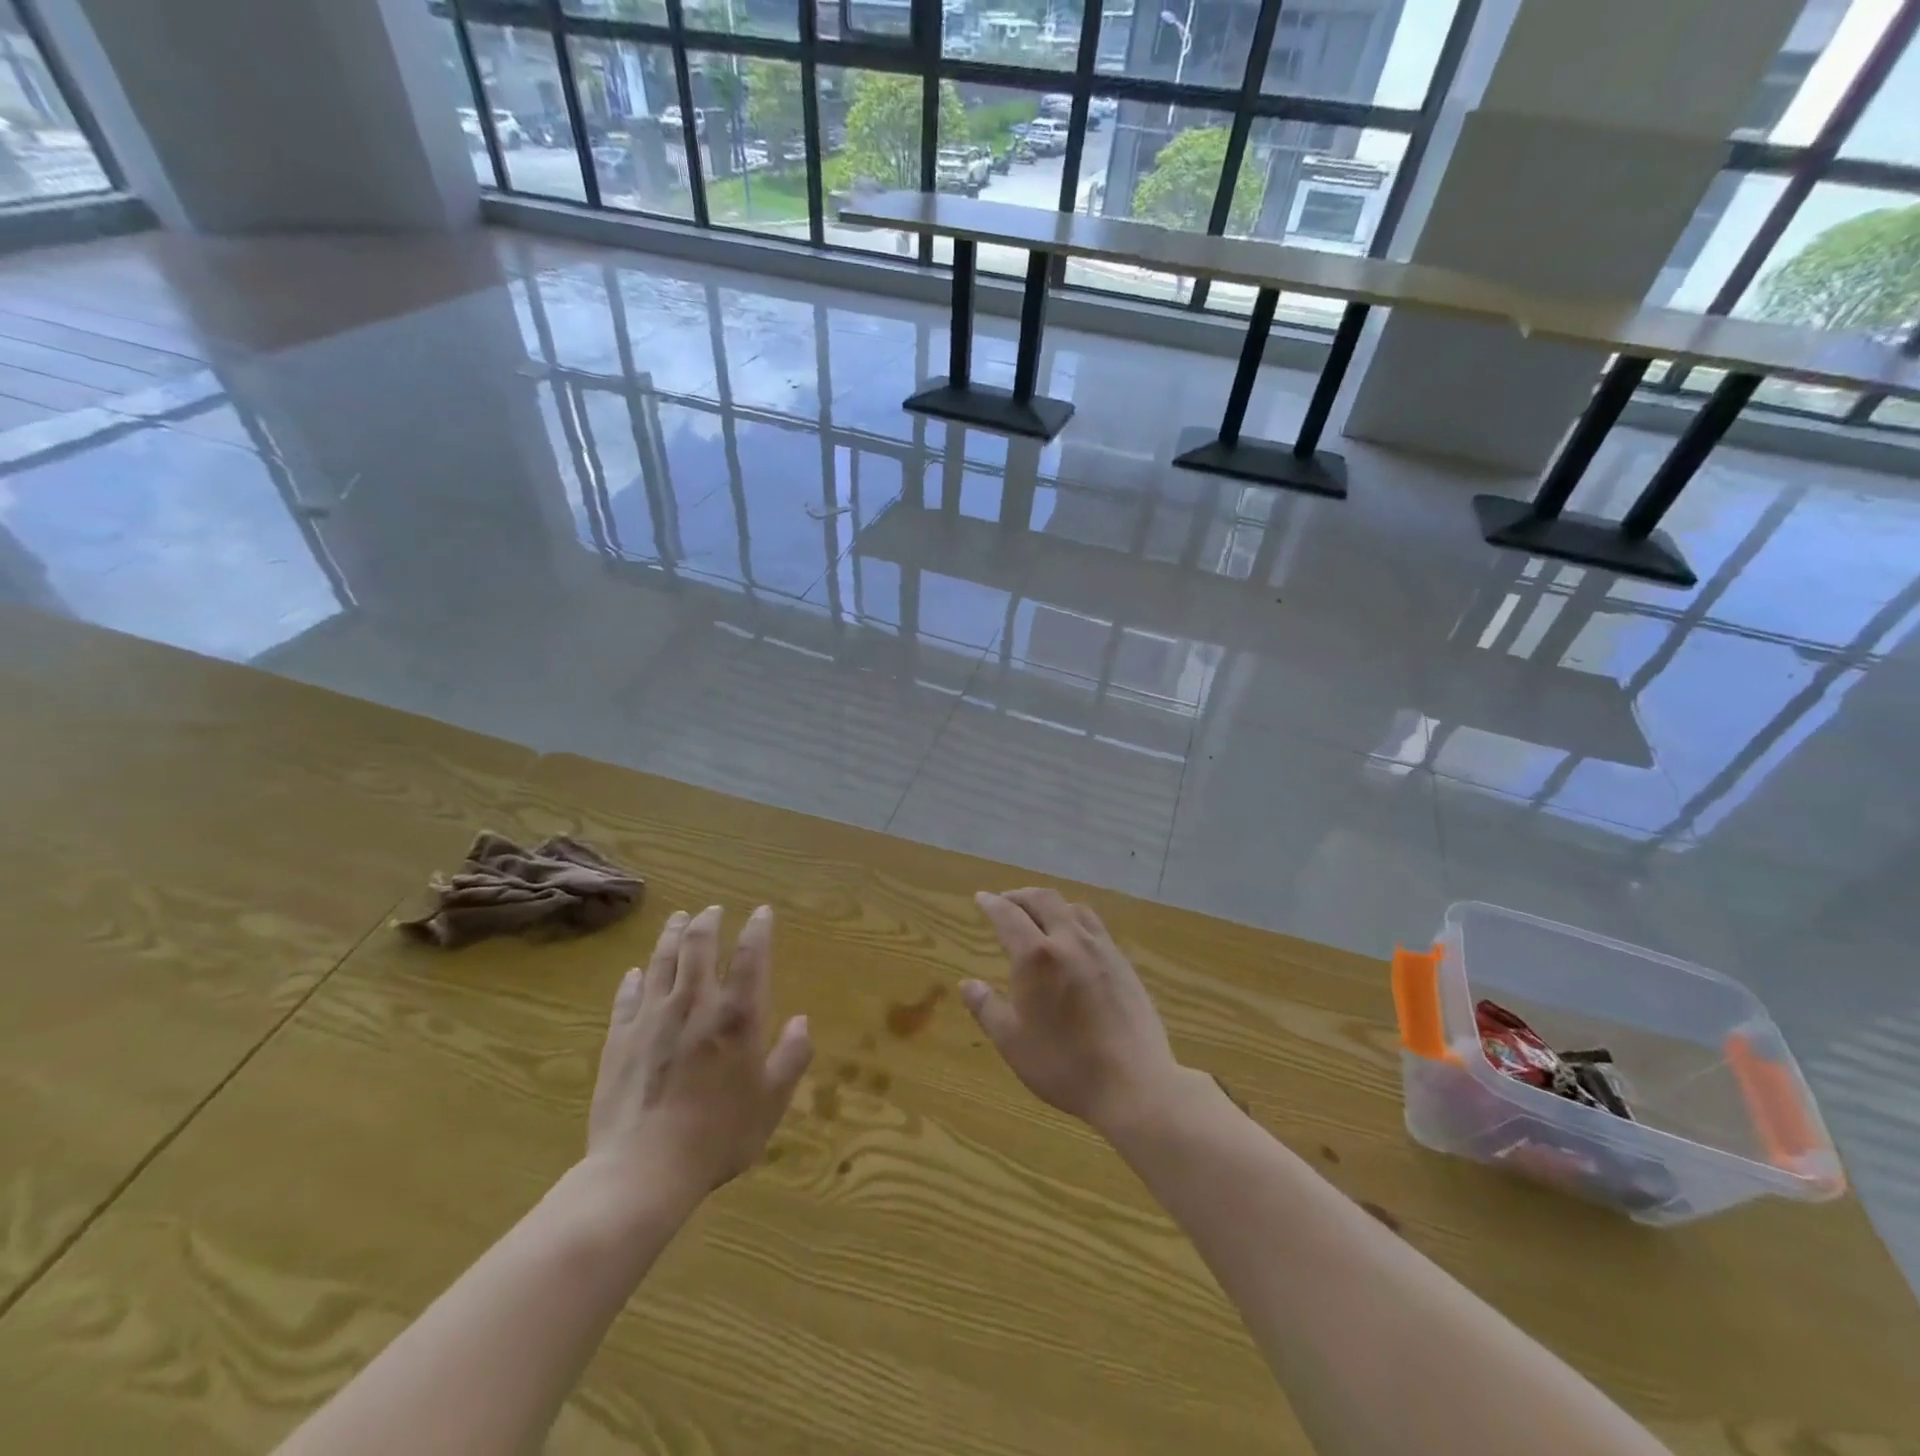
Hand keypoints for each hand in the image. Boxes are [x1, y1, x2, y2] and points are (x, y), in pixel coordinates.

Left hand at [587, 904, 811, 1200]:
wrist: (643, 1170)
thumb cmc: (719, 1135)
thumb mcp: (771, 1101)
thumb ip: (792, 1057)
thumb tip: (802, 1021)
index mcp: (736, 1015)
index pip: (751, 956)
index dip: (758, 929)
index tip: (762, 912)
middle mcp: (694, 1003)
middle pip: (699, 947)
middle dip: (708, 922)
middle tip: (713, 909)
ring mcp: (651, 1018)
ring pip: (662, 962)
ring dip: (672, 936)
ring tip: (679, 918)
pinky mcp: (619, 1039)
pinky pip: (627, 998)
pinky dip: (633, 980)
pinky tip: (635, 973)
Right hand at [962, 888, 1183, 1134]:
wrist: (1134, 1084)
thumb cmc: (1064, 1065)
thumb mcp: (1012, 1042)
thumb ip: (986, 1008)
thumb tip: (967, 984)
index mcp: (1037, 956)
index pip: (1009, 915)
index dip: (992, 904)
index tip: (981, 898)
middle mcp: (1069, 941)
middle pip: (1043, 900)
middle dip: (1020, 895)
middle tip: (1006, 901)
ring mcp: (1102, 949)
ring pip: (1073, 908)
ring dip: (1050, 904)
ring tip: (1039, 916)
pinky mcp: (1124, 964)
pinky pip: (1094, 927)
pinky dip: (1074, 921)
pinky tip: (1074, 942)